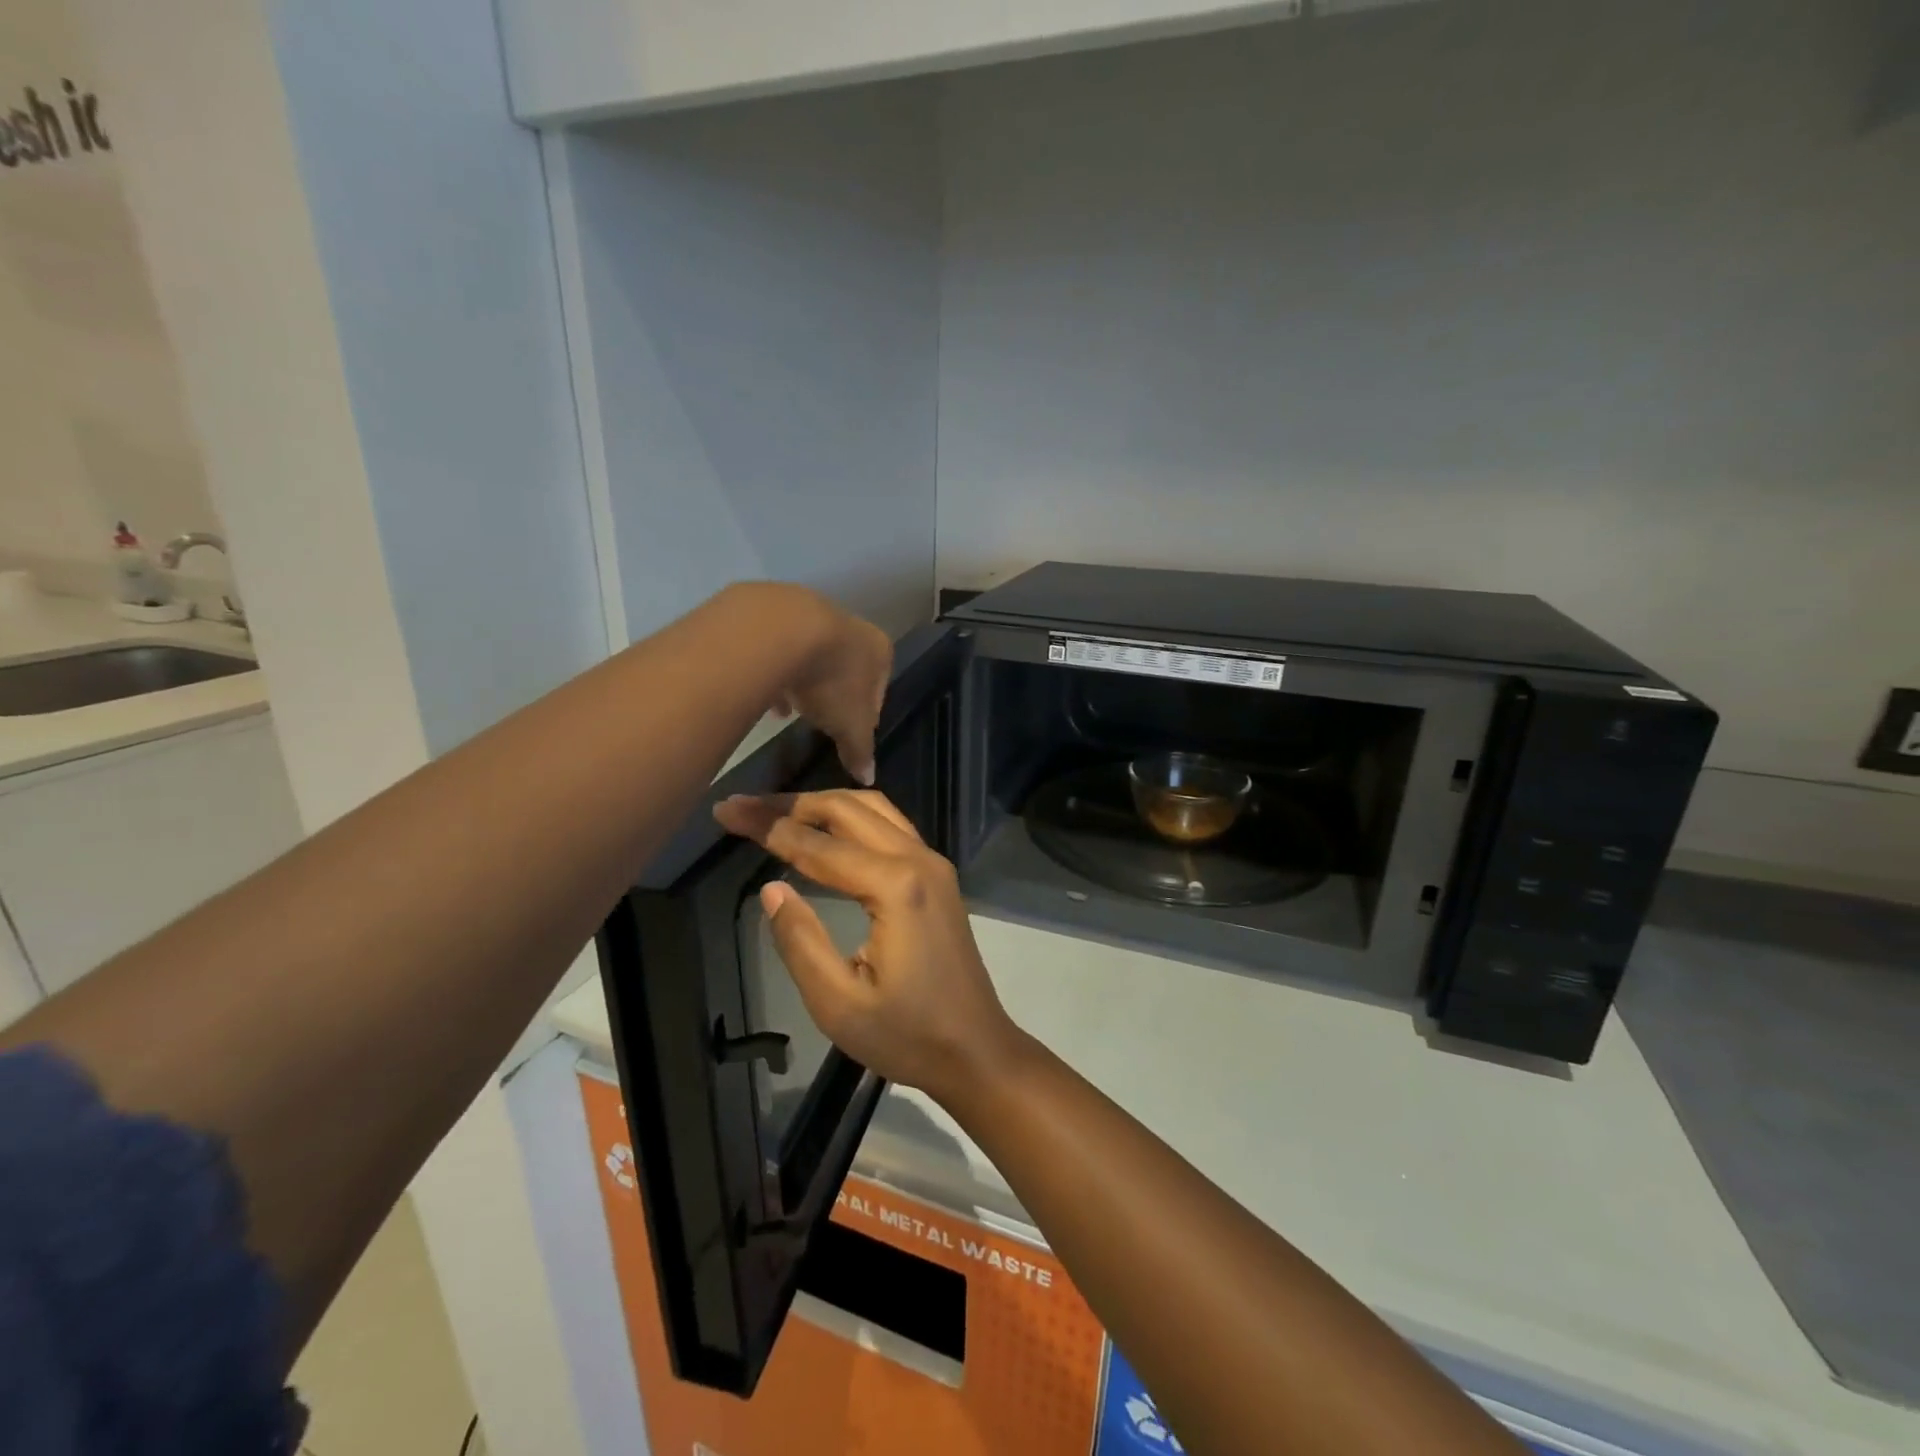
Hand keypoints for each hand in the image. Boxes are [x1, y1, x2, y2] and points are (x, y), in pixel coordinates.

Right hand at [711, 789, 1023, 1100]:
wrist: (976, 1050)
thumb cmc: (908, 1036)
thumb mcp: (838, 1004)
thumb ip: (801, 941)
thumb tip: (771, 889)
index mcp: (895, 887)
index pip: (817, 845)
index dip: (767, 826)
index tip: (726, 810)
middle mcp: (918, 860)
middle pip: (847, 809)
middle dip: (791, 804)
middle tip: (744, 806)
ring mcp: (933, 864)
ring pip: (873, 809)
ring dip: (823, 804)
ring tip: (777, 812)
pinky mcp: (938, 876)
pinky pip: (890, 826)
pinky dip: (851, 817)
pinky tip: (827, 829)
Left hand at [748, 585, 891, 785]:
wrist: (781, 632)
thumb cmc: (831, 681)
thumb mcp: (849, 726)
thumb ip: (860, 751)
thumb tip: (868, 779)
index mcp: (879, 650)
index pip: (880, 687)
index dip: (866, 714)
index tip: (850, 732)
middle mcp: (851, 625)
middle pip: (846, 668)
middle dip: (833, 696)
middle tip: (819, 720)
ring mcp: (813, 613)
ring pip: (811, 657)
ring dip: (802, 683)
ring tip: (788, 711)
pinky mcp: (776, 610)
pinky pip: (779, 648)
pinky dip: (774, 670)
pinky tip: (763, 693)